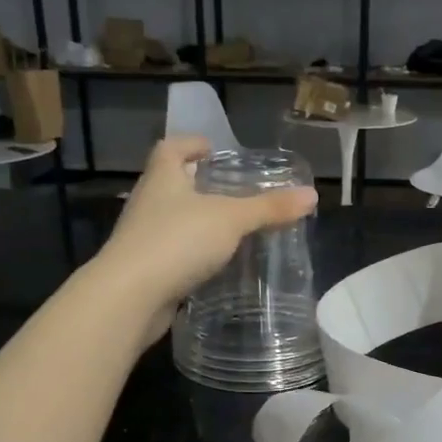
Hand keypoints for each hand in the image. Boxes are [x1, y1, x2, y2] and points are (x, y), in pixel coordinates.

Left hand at [95, 137, 317, 341]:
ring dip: (196, 222)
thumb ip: (269, 208)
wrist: (130, 297)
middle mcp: (148, 203)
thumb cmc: (177, 241)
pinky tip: (214, 265)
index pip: (171, 148)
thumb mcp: (231, 220)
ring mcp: (142, 238)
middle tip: (231, 190)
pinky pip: (173, 254)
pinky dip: (192, 254)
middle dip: (197, 184)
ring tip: (229, 229)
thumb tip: (312, 194)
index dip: (190, 144)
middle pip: (171, 184)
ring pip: (172, 221)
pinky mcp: (145, 271)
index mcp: (162, 178)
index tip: (212, 149)